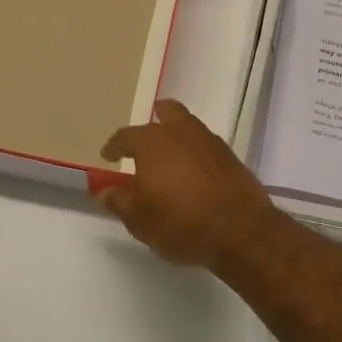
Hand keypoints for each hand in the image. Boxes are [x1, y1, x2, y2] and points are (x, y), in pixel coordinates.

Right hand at [91, 99, 285, 269]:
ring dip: (178, 136)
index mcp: (152, 142)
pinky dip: (197, 153)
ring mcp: (210, 141)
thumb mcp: (139, 219)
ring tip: (171, 159)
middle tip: (146, 142)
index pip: (126, 135)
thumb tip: (102, 190)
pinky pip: (206, 145)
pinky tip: (194, 173)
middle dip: (154, 121)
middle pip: (166, 112)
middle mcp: (181, 132)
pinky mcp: (231, 156)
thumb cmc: (180, 222)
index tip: (108, 156)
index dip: (114, 146)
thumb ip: (118, 200)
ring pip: (189, 126)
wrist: (239, 229)